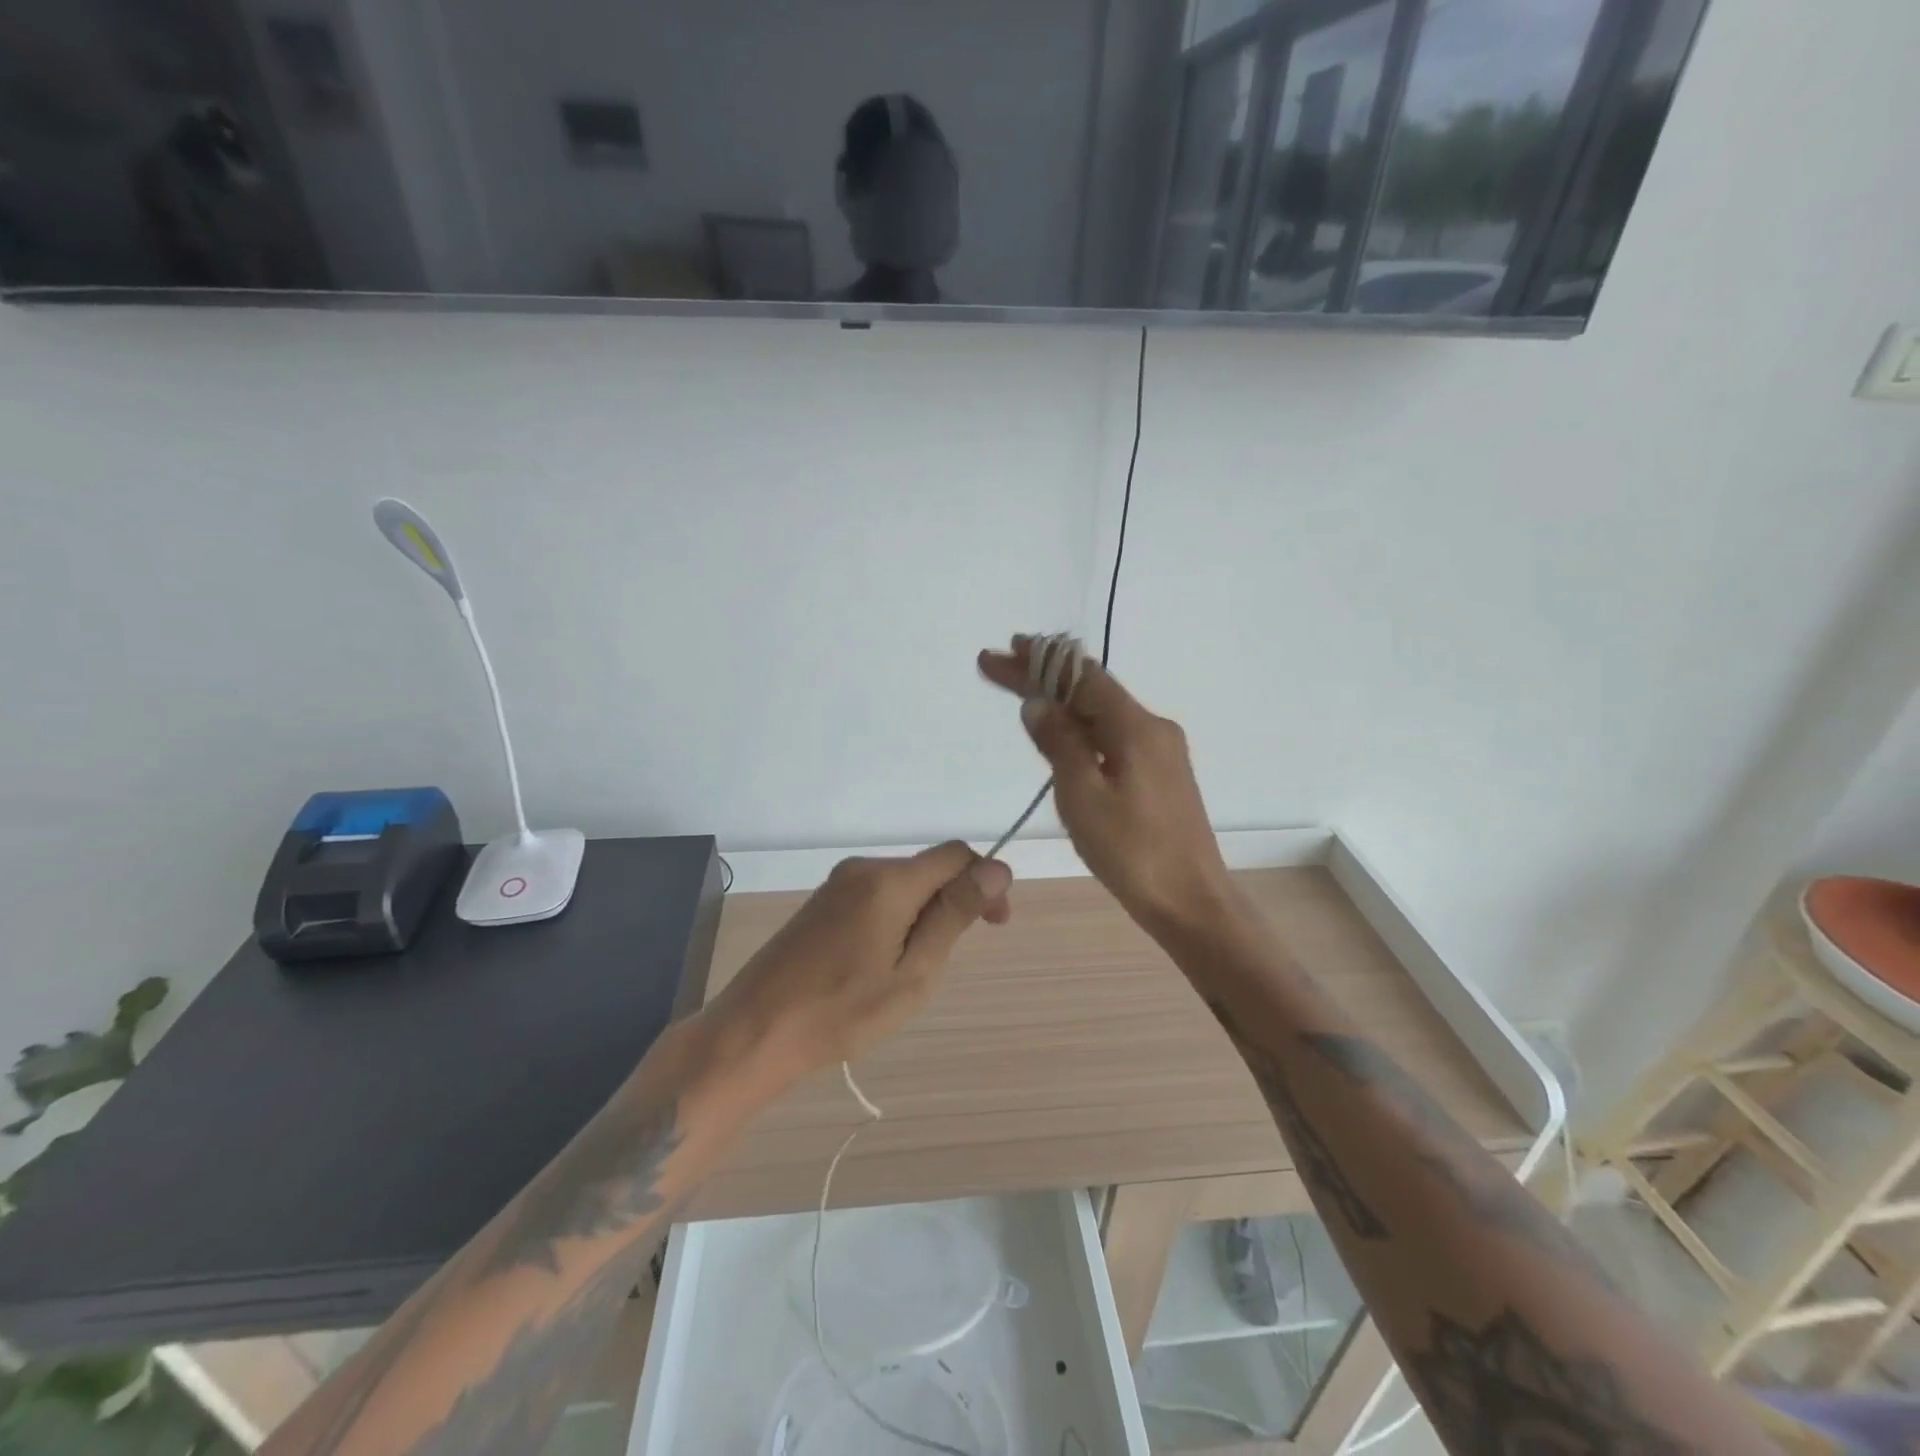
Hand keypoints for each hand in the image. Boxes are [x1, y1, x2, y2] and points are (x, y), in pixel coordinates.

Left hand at [709, 843, 1012, 1089]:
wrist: (755, 1030)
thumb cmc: (842, 1012)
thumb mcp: (913, 972)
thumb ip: (954, 914)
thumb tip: (997, 868)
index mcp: (888, 881)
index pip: (956, 855)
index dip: (984, 881)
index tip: (995, 925)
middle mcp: (863, 868)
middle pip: (929, 868)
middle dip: (953, 903)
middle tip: (945, 962)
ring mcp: (838, 883)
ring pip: (904, 884)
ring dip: (923, 915)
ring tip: (908, 971)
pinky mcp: (823, 901)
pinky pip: (877, 895)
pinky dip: (896, 918)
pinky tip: (880, 962)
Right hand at [979, 638, 1230, 933]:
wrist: (1191, 902)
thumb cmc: (1133, 853)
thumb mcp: (1083, 796)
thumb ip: (1060, 744)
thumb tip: (1038, 703)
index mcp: (1136, 727)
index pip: (1080, 678)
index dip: (1037, 662)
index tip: (998, 653)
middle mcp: (1153, 728)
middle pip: (1092, 690)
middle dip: (1043, 676)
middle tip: (999, 667)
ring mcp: (1160, 752)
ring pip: (1102, 713)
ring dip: (1061, 701)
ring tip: (1022, 691)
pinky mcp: (1159, 775)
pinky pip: (1113, 736)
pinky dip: (1080, 727)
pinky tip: (1061, 733)